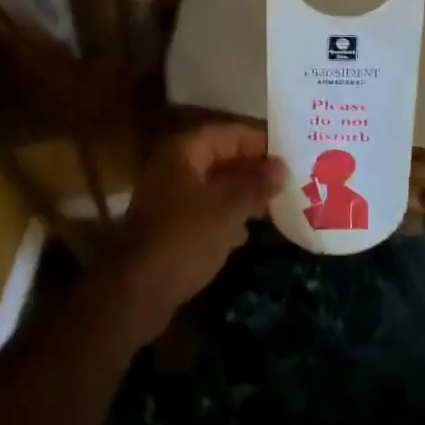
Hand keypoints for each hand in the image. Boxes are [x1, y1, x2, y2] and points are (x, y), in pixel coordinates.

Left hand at [108, 124, 284, 344]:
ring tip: (274, 204)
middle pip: (220, 157)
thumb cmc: (184, 238)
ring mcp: (169, 197)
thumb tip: (280, 167)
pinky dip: (226, 216)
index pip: (227, 132)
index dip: (258, 140)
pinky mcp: (169, 227)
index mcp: (184, 151)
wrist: (137, 292)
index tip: (288, 153)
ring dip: (241, 193)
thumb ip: (255, 185)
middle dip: (252, 168)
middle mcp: (174, 167)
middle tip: (287, 180)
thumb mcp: (226, 209)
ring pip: (213, 186)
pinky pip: (204, 210)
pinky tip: (246, 233)